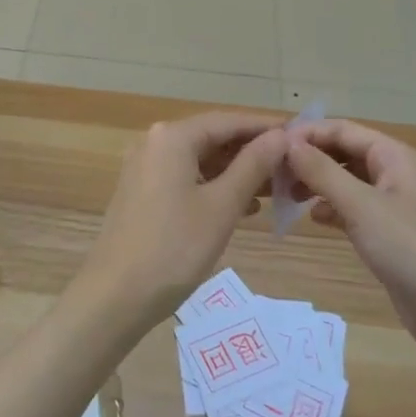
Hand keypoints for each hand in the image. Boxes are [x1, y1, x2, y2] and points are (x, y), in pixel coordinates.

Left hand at [74, 113, 288, 329]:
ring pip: (200, 160)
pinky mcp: (142, 193)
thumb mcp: (222, 206)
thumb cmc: (174, 248)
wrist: (115, 296)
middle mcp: (155, 143)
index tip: (300, 137)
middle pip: (213, 138)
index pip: (228, 120)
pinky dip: (214, 187)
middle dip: (252, 152)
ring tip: (274, 190)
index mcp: (172, 137)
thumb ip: (253, 165)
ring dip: (236, 172)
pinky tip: (242, 208)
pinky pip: (186, 178)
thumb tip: (281, 136)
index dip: (265, 128)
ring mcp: (145, 168)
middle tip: (292, 168)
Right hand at [286, 119, 415, 358]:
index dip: (307, 133)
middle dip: (310, 159)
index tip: (271, 146)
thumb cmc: (408, 248)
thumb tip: (287, 143)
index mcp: (394, 156)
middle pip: (343, 153)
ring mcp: (392, 204)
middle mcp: (393, 173)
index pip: (342, 130)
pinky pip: (352, 208)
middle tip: (273, 173)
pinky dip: (331, 208)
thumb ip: (322, 172)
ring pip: (345, 181)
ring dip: (317, 183)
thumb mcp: (361, 206)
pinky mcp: (388, 233)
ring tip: (286, 195)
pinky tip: (314, 219)